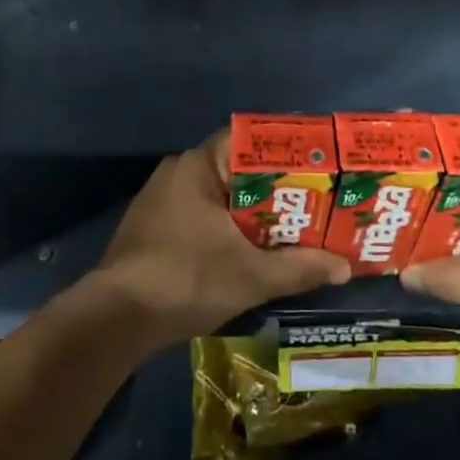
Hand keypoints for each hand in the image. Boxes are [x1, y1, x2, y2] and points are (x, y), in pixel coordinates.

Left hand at [85, 133, 351, 347]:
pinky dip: (229, 226)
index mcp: (198, 166)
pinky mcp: (155, 227)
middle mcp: (178, 172)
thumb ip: (299, 267)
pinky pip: (202, 214)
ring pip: (221, 195)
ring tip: (293, 224)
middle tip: (315, 200)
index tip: (316, 163)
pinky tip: (252, 248)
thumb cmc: (185, 280)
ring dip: (253, 211)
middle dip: (275, 187)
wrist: (114, 320)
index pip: (249, 140)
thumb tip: (344, 267)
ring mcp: (162, 200)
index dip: (285, 150)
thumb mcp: (251, 276)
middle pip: (238, 170)